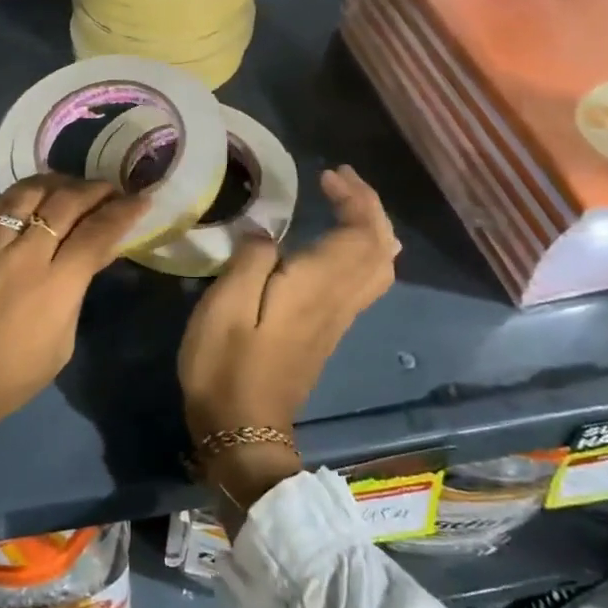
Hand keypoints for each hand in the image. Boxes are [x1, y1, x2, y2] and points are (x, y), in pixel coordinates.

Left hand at [0, 174, 145, 434]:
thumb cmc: (8, 378)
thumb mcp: (59, 345)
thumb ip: (76, 294)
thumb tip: (89, 259)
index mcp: (55, 286)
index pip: (97, 233)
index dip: (123, 212)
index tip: (140, 200)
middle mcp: (25, 254)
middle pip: (66, 202)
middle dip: (96, 190)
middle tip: (112, 188)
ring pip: (30, 192)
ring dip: (59, 182)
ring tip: (74, 185)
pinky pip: (0, 204)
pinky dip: (24, 191)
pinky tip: (35, 193)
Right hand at [178, 165, 399, 512]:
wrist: (242, 432)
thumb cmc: (226, 365)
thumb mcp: (226, 306)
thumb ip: (251, 260)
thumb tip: (268, 234)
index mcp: (318, 287)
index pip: (363, 234)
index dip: (356, 199)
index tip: (327, 174)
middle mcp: (338, 301)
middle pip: (381, 250)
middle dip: (369, 208)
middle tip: (338, 182)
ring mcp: (337, 320)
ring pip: (379, 269)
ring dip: (369, 229)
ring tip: (342, 205)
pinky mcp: (326, 333)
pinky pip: (363, 283)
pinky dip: (359, 251)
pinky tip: (331, 245)